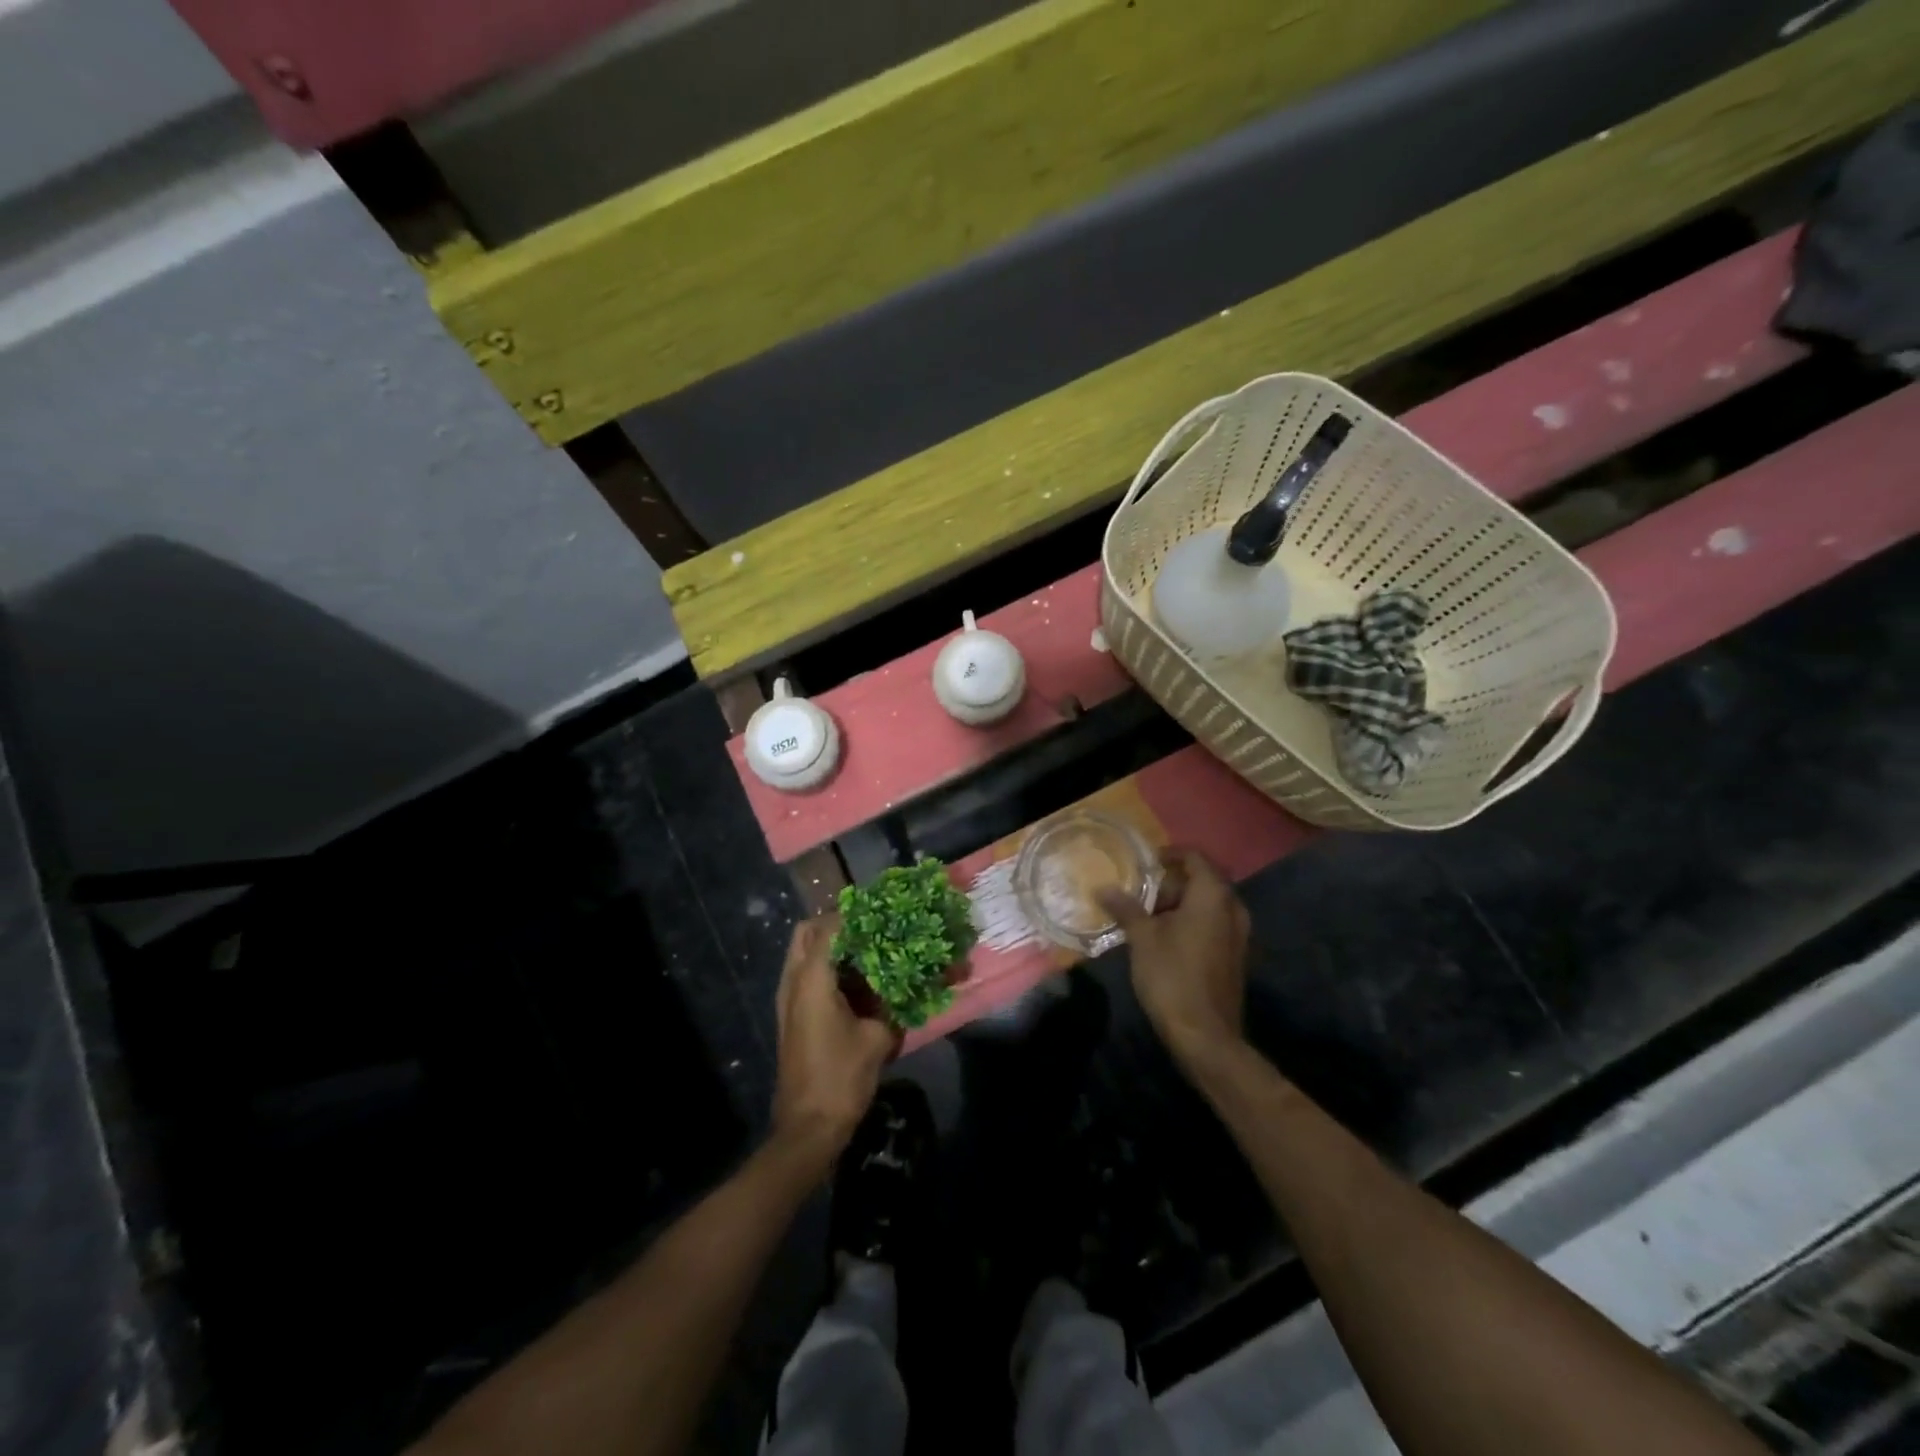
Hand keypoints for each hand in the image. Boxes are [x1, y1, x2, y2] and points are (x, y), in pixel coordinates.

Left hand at [771, 917, 899, 1165]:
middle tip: (871, 931)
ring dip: (832, 946)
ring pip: (804, 953)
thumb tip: (916, 979)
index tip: (884, 913)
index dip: (857, 915)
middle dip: (837, 924)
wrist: (807, 1128)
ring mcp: (787, 999)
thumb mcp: (878, 1037)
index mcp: (812, 978)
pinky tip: (860, 983)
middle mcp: (793, 980)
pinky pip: (806, 975)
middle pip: (807, 932)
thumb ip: (895, 1001)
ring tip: (870, 954)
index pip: (830, 926)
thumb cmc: (842, 1077)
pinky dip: (828, 968)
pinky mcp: (791, 1015)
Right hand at [1100, 848, 1249, 1066]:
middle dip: (1172, 882)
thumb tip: (1104, 888)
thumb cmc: (1172, 975)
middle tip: (1142, 893)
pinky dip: (1192, 922)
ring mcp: (1238, 934)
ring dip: (1181, 904)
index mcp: (1213, 895)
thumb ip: (1125, 908)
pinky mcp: (1235, 956)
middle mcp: (1232, 908)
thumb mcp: (1142, 938)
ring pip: (1209, 904)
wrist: (1205, 1035)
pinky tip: (1166, 939)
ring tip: (1149, 916)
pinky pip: (1214, 924)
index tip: (1145, 863)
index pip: (1195, 857)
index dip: (1170, 854)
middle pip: (1203, 880)